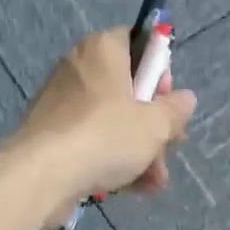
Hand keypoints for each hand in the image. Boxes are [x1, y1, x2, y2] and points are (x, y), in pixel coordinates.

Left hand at [15, 28, 197, 211]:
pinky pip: (91, 141)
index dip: (158, 71)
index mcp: (103, 50)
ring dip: (139, 150)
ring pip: (112, 121)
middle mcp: (79, 68)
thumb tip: (186, 98)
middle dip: (153, 124)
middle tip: (169, 147)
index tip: (167, 100)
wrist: (44, 175)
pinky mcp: (51, 134)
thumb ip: (175, 110)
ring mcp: (61, 103)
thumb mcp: (155, 125)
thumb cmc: (106, 136)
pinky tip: (133, 187)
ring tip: (155, 181)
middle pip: (127, 89)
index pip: (137, 42)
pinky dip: (112, 160)